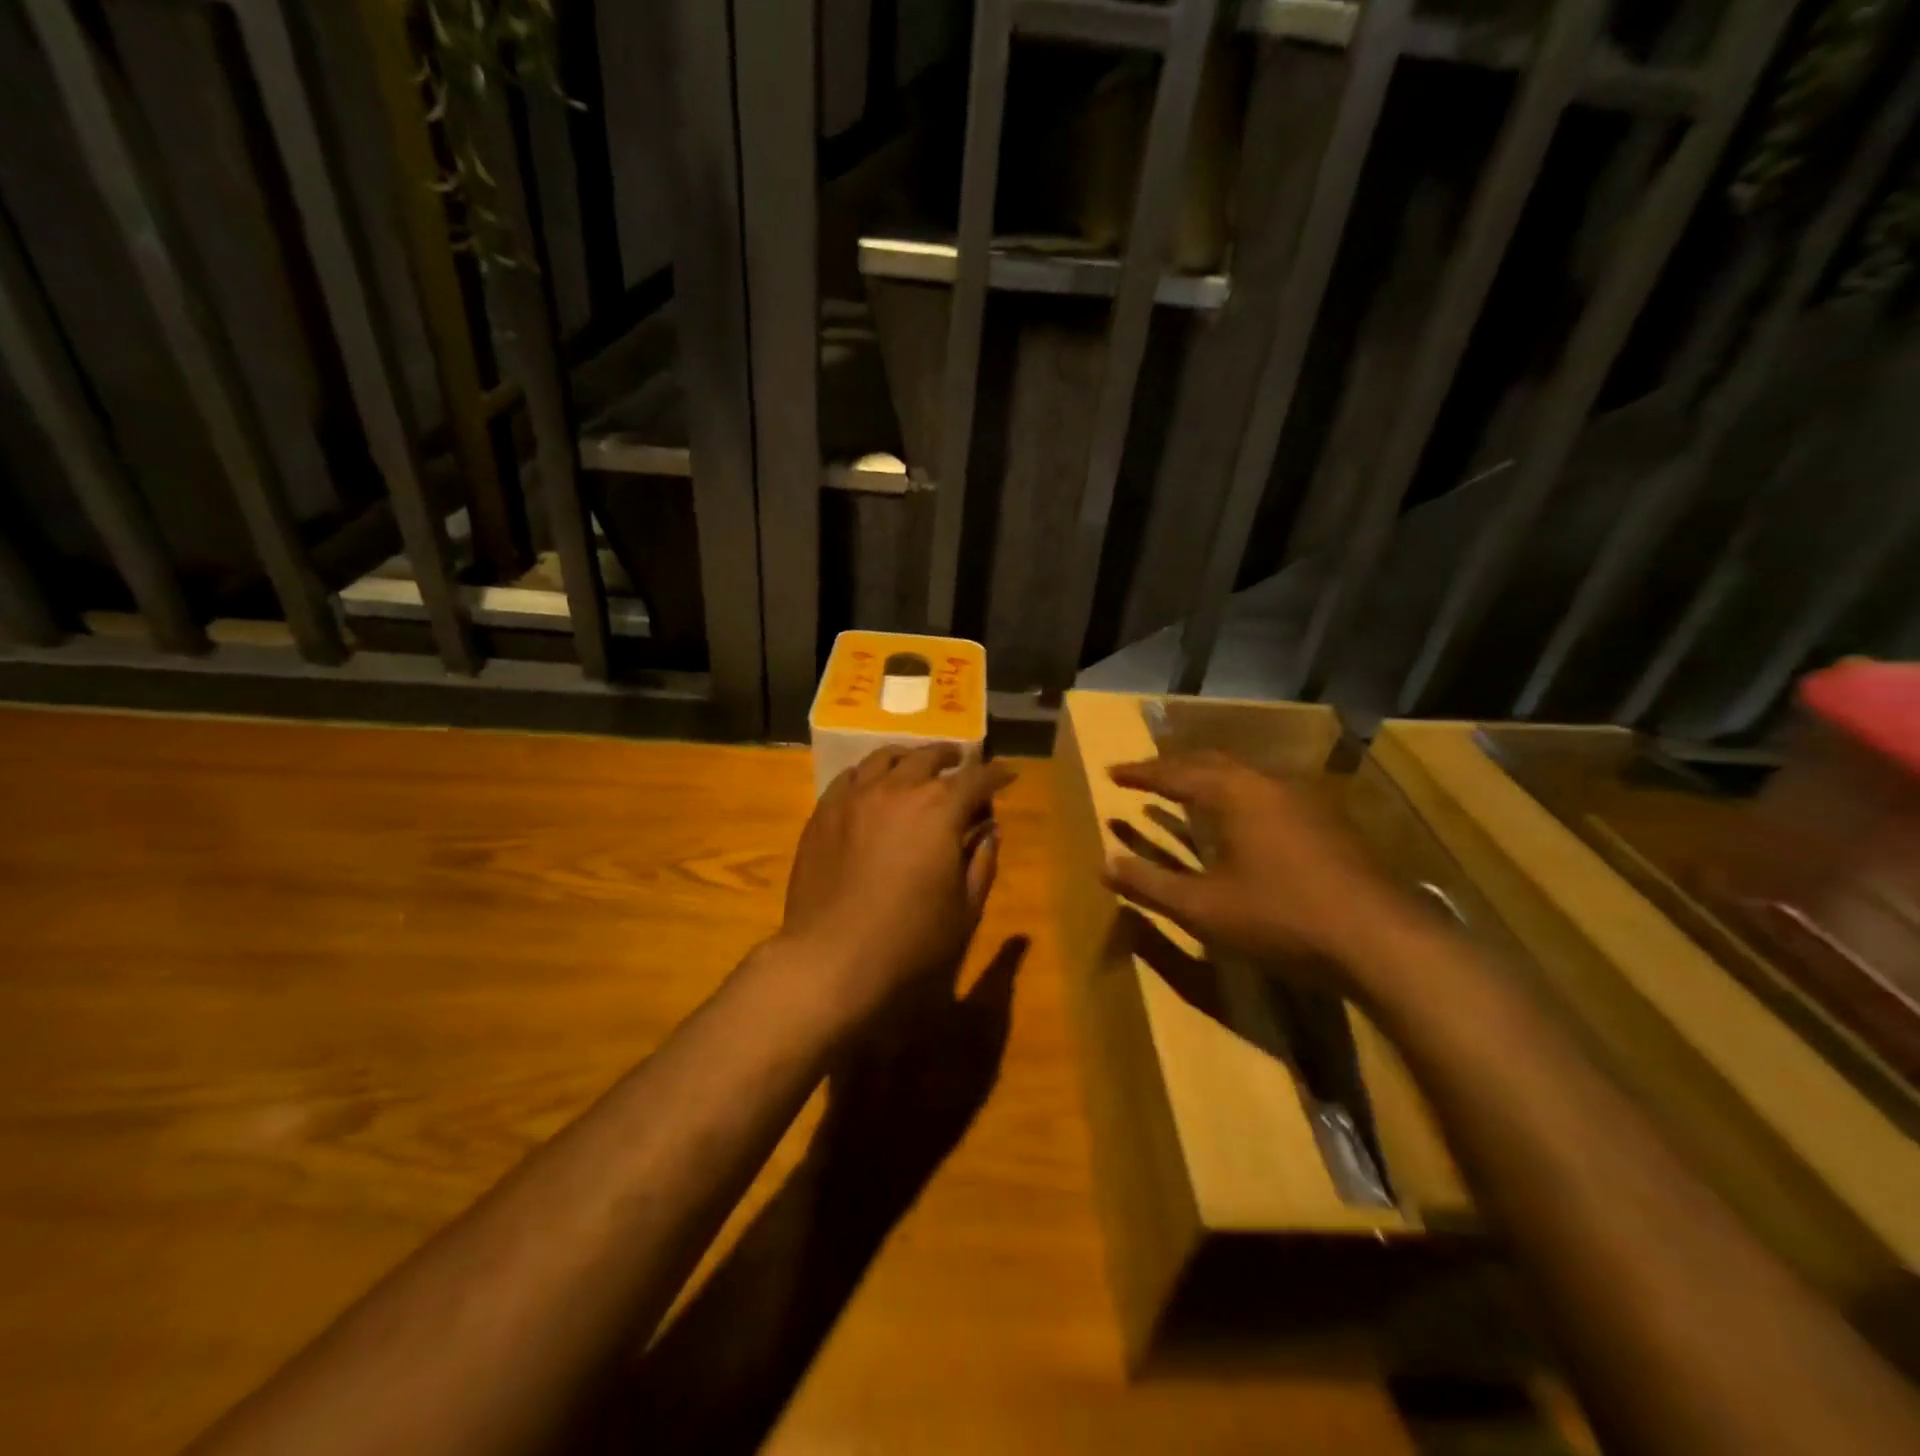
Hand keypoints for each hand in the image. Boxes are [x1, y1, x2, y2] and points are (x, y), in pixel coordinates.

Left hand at [779, 745, 1015, 1024]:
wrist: (831, 956)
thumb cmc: (909, 939)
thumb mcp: (964, 909)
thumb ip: (981, 863)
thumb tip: (989, 831)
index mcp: (940, 809)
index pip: (976, 779)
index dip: (996, 774)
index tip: (1007, 775)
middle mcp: (898, 789)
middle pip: (929, 757)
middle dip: (951, 757)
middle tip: (962, 761)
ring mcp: (856, 796)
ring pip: (886, 758)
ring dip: (910, 757)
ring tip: (917, 763)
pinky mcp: (824, 811)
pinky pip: (850, 776)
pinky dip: (870, 773)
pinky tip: (873, 784)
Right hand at [1103, 750, 1409, 974]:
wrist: (1380, 940)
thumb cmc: (1280, 918)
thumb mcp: (1203, 908)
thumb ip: (1150, 884)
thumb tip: (1104, 863)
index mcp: (1233, 794)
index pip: (1174, 773)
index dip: (1140, 774)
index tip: (1111, 772)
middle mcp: (1268, 784)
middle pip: (1211, 762)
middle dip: (1173, 767)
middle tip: (1144, 775)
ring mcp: (1304, 799)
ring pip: (1243, 775)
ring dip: (1207, 777)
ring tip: (1185, 789)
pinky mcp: (1327, 821)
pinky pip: (1267, 792)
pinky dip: (1236, 795)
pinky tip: (1240, 819)